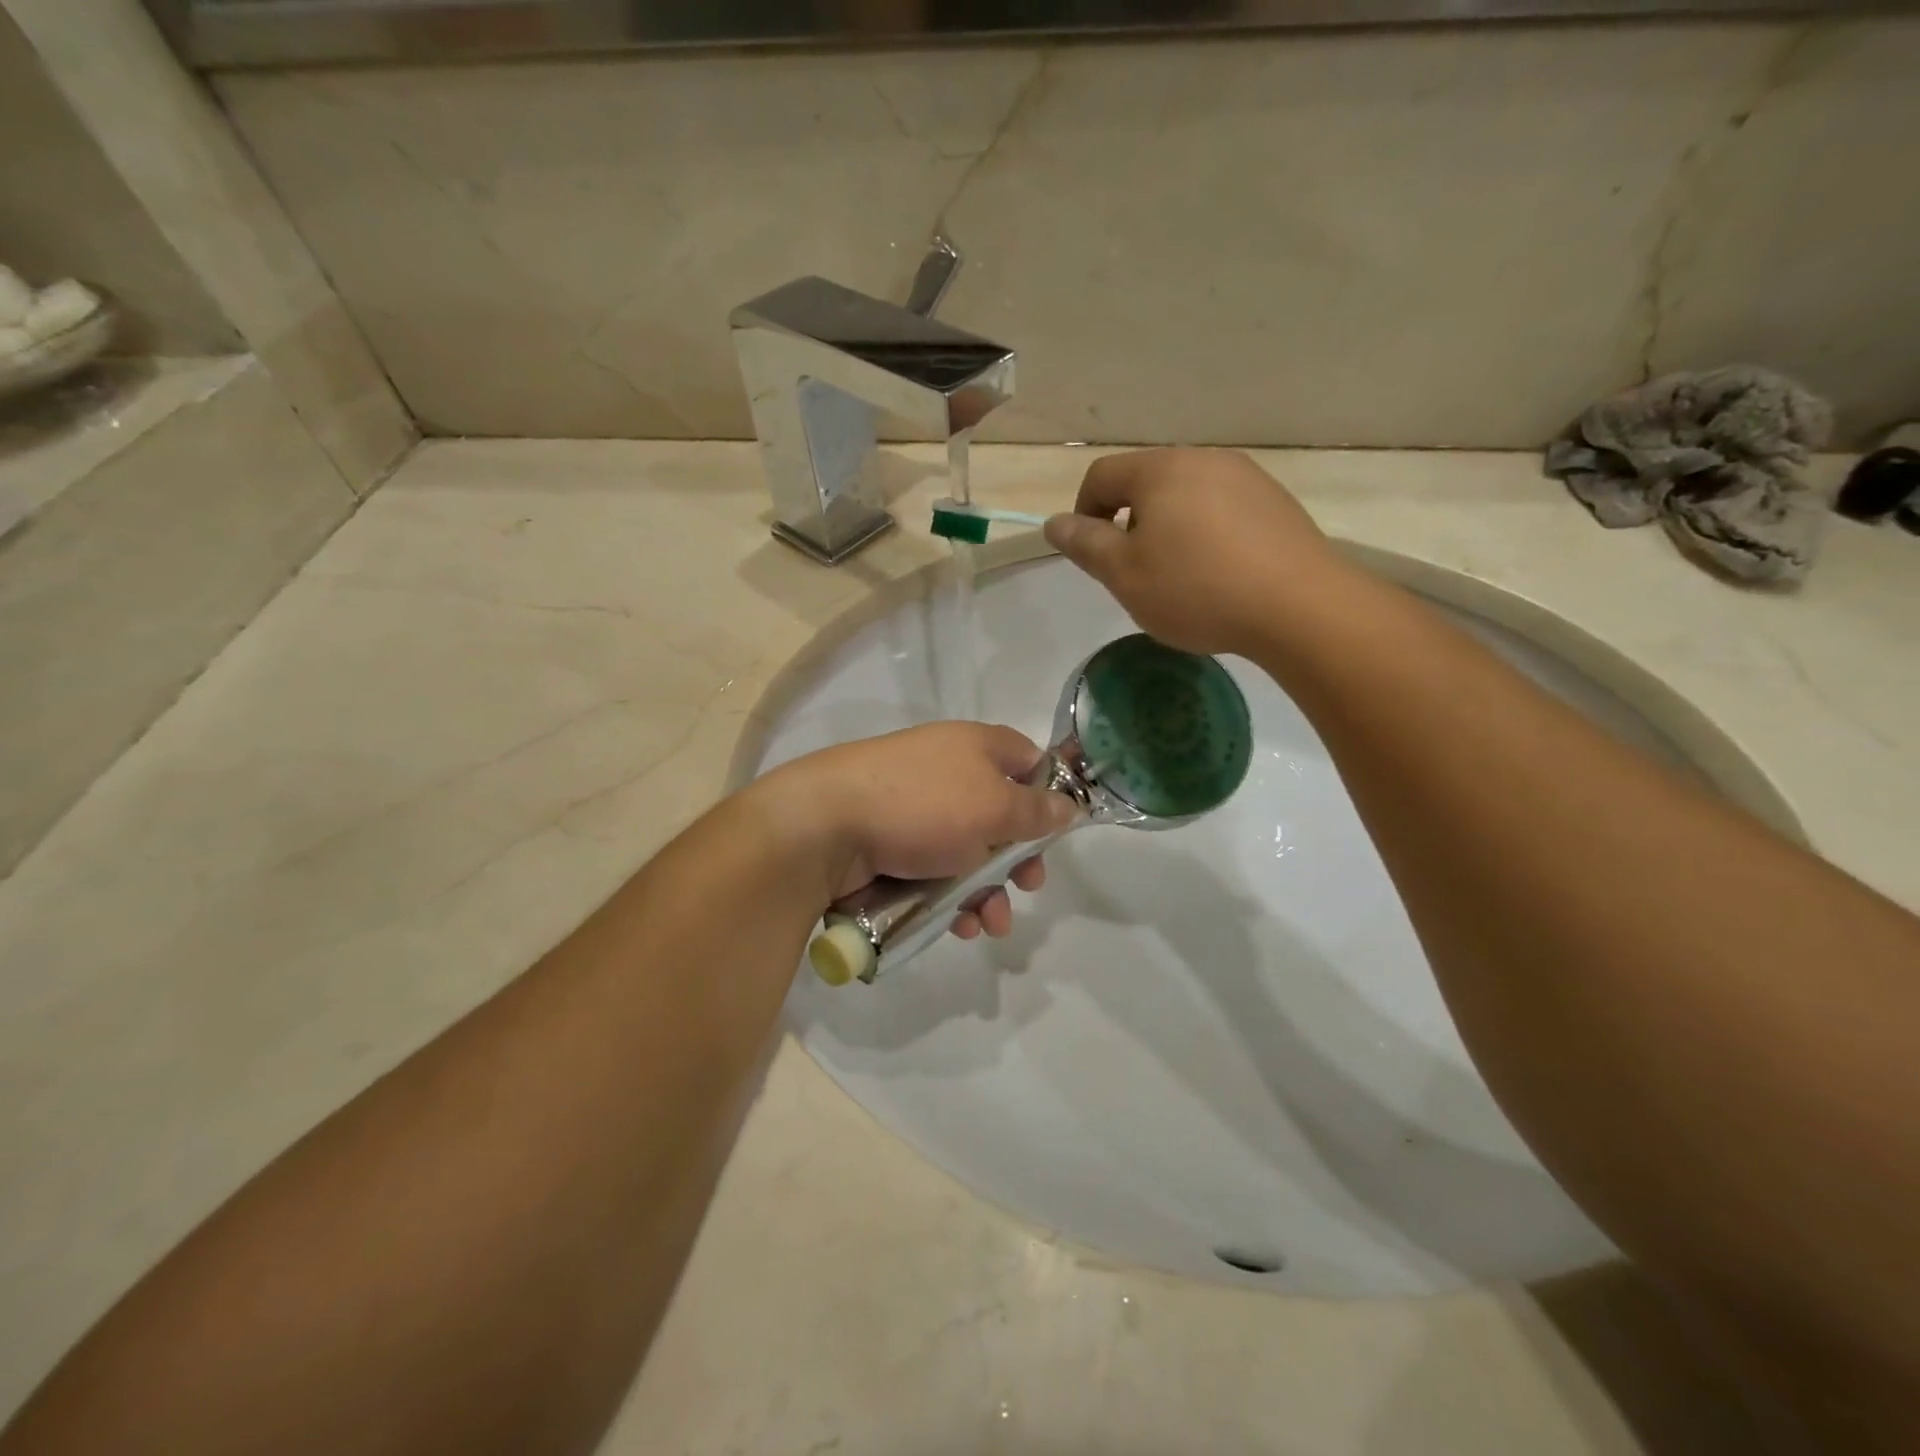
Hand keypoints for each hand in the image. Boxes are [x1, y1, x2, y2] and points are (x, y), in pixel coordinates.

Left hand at [757, 722, 1076, 938]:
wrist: (827, 825)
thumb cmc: (923, 806)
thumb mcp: (993, 806)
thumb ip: (1036, 811)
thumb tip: (1069, 805)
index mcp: (973, 748)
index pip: (1024, 757)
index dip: (1046, 790)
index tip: (1056, 828)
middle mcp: (946, 773)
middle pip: (999, 815)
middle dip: (1017, 859)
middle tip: (1029, 886)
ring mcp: (915, 811)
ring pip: (967, 853)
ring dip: (987, 892)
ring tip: (991, 924)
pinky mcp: (890, 846)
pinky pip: (933, 873)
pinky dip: (951, 899)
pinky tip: (959, 926)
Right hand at [1042, 448, 1345, 656]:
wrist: (1298, 606)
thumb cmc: (1196, 589)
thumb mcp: (1125, 574)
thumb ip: (1085, 544)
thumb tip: (1054, 522)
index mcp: (1161, 469)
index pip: (1102, 475)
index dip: (1084, 513)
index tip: (1092, 555)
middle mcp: (1204, 459)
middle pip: (1146, 482)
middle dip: (1129, 523)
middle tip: (1135, 572)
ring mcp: (1247, 477)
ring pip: (1186, 496)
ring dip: (1168, 529)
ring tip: (1179, 577)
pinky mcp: (1275, 503)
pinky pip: (1223, 509)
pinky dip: (1206, 534)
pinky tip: (1219, 574)